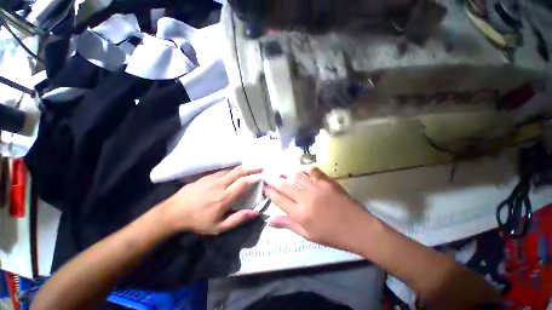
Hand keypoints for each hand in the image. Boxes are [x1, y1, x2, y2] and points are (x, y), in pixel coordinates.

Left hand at [162, 166, 261, 234]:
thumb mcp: (218, 227)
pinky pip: (223, 170)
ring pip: (231, 169)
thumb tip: (255, 213)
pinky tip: (236, 169)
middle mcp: (220, 185)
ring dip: (243, 167)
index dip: (254, 178)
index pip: (243, 183)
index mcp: (224, 198)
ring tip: (251, 166)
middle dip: (252, 167)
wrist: (174, 212)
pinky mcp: (206, 176)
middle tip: (261, 166)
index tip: (261, 175)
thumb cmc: (198, 221)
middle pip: (239, 171)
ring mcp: (212, 178)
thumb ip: (238, 219)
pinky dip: (232, 169)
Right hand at [264, 167, 374, 253]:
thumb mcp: (307, 235)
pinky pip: (312, 170)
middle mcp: (306, 198)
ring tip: (280, 170)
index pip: (279, 200)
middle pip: (285, 185)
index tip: (264, 187)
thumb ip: (288, 225)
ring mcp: (317, 188)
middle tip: (267, 175)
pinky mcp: (327, 181)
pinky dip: (304, 168)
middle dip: (273, 179)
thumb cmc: (331, 235)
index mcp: (301, 214)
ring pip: (296, 175)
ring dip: (286, 172)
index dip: (270, 192)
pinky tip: (300, 169)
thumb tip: (269, 221)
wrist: (358, 228)